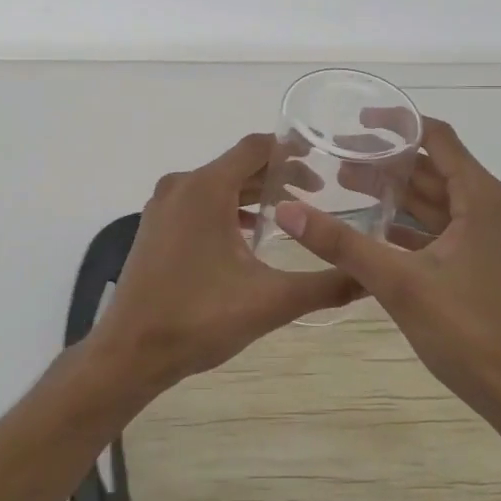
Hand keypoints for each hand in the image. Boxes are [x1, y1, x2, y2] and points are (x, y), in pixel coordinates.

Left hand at [89, 133, 360, 396]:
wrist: (130, 352)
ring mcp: (163, 205)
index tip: (324, 164)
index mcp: (206, 188)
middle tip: (317, 194)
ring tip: (290, 214)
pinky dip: (227, 209)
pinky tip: (250, 235)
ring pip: (217, 185)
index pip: (255, 148)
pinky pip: (198, 203)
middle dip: (277, 176)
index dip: (291, 151)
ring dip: (252, 194)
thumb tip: (370, 278)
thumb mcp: (270, 301)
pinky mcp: (155, 226)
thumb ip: (325, 285)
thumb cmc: (199, 319)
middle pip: (237, 165)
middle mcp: (181, 186)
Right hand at [274, 118, 500, 424]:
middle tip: (335, 156)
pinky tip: (372, 228)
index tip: (355, 119)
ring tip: (343, 185)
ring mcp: (487, 237)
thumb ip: (341, 243)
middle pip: (432, 167)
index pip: (437, 137)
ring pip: (434, 200)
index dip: (397, 123)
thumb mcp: (398, 282)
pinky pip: (439, 228)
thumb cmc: (468, 331)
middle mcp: (489, 208)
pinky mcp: (481, 263)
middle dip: (385, 160)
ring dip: (394, 192)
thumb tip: (287, 210)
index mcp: (480, 197)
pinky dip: (407, 223)